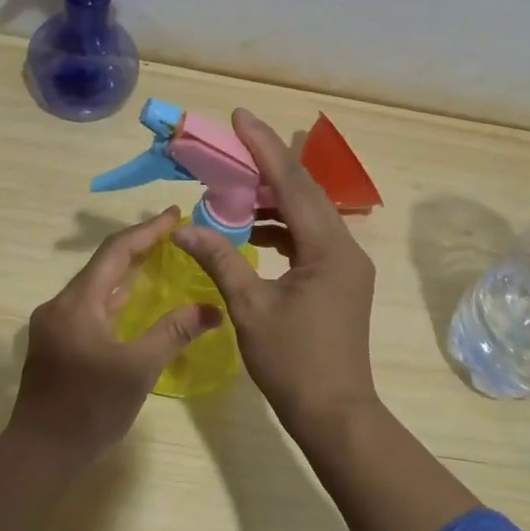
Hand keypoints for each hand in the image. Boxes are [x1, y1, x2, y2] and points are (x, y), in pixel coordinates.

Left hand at [8, 208, 221, 467]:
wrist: (39, 453)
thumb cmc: (90, 409)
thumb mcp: (139, 369)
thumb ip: (174, 333)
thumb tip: (212, 309)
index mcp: (77, 303)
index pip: (116, 252)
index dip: (148, 231)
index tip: (176, 215)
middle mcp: (60, 305)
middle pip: (103, 264)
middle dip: (139, 247)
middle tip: (174, 235)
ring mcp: (54, 324)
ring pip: (95, 286)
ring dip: (126, 272)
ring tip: (160, 260)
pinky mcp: (55, 343)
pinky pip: (89, 306)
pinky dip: (114, 297)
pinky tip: (133, 303)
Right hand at [173, 109, 378, 440]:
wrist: (335, 414)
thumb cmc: (293, 362)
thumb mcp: (250, 308)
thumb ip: (219, 260)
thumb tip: (183, 227)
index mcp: (328, 248)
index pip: (292, 183)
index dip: (263, 147)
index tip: (240, 117)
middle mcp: (344, 248)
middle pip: (304, 192)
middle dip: (267, 165)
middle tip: (232, 144)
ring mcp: (346, 265)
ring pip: (308, 215)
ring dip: (272, 199)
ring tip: (233, 187)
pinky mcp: (340, 280)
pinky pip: (309, 239)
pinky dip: (281, 228)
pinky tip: (253, 230)